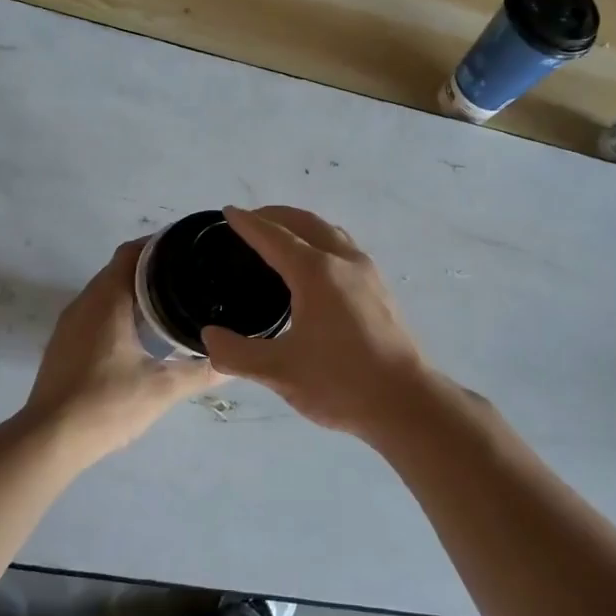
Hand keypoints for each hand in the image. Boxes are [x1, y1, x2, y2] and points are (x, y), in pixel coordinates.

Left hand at [22, 238, 223, 459]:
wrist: (49, 440)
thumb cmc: (106, 404)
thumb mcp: (162, 388)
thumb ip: (201, 372)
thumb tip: (234, 360)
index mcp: (107, 300)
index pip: (133, 253)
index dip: (161, 244)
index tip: (189, 247)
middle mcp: (85, 302)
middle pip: (119, 269)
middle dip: (153, 267)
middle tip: (189, 275)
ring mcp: (69, 324)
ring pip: (105, 292)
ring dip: (134, 290)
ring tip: (171, 300)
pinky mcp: (63, 344)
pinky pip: (95, 312)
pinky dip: (119, 310)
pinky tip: (140, 333)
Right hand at [201, 206, 442, 440]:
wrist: (406, 402)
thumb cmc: (341, 382)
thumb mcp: (279, 372)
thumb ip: (237, 354)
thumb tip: (209, 337)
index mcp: (316, 272)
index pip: (274, 237)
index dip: (248, 224)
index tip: (228, 212)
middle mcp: (344, 261)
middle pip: (306, 223)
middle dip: (276, 216)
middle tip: (251, 220)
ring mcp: (367, 273)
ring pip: (330, 232)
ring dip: (302, 226)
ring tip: (281, 236)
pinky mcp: (380, 289)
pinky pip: (344, 248)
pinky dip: (321, 241)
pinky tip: (315, 267)